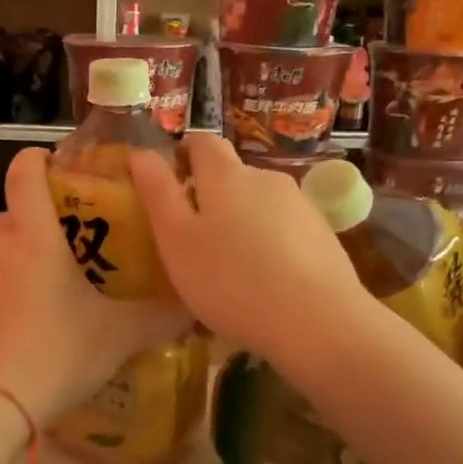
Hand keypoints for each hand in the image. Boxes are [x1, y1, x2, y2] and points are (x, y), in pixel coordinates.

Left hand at [0, 148, 192, 425]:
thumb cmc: (59, 353)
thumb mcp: (119, 336)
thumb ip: (159, 317)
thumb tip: (193, 304)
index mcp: (35, 239)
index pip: (25, 175)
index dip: (36, 161)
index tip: (51, 163)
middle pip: (10, 219)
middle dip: (34, 224)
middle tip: (64, 248)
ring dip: (16, 269)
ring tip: (44, 304)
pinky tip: (15, 339)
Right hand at [127, 134, 363, 358]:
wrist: (318, 321)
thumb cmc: (231, 280)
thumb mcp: (177, 240)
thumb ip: (157, 192)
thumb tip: (139, 153)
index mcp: (226, 175)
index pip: (202, 142)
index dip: (183, 155)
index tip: (170, 185)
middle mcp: (266, 178)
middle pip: (231, 175)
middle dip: (210, 197)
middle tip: (193, 240)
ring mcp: (300, 205)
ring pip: (259, 204)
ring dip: (241, 223)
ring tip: (230, 268)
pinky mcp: (323, 235)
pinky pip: (284, 230)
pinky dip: (269, 245)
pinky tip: (266, 282)